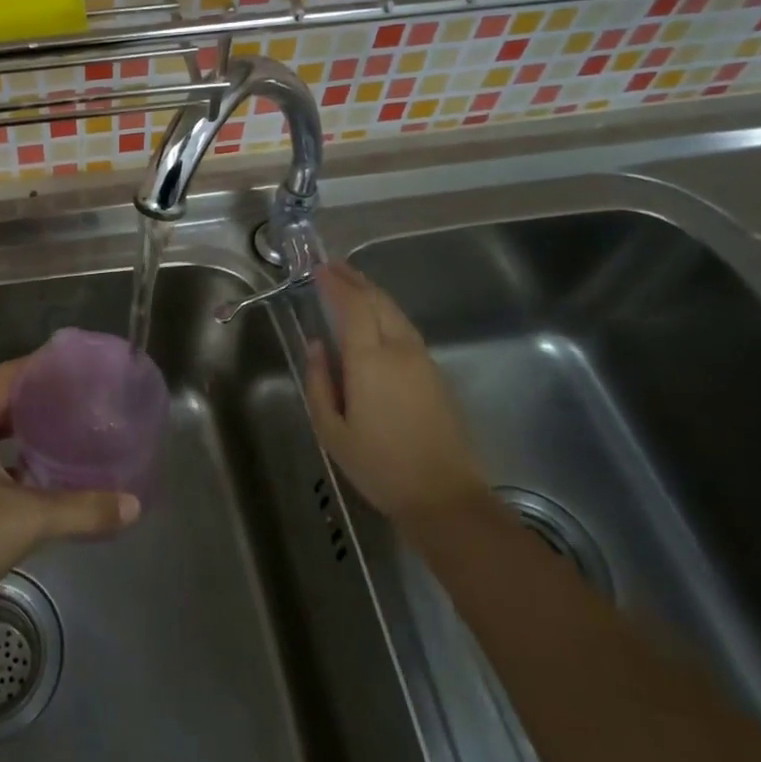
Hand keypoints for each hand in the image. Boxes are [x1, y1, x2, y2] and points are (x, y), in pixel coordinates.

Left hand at [0, 358, 141, 619]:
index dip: (38, 365)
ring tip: (62, 437)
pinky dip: (9, 462)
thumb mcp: (28, 520)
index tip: (72, 365)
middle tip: (77, 403)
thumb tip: (133, 505)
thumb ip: (82, 510)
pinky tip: (35, 482)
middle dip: (36, 400)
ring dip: (22, 433)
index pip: (6, 376)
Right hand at [305, 261, 490, 524]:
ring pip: (395, 312)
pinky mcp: (434, 373)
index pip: (353, 306)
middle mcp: (400, 350)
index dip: (335, 284)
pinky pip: (405, 328)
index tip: (317, 270)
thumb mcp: (331, 430)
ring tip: (350, 283)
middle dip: (354, 280)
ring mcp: (422, 360)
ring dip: (372, 293)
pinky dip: (385, 311)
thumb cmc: (378, 465)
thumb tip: (317, 345)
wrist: (443, 496)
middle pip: (378, 301)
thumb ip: (319, 382)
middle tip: (331, 266)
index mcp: (371, 360)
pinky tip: (375, 316)